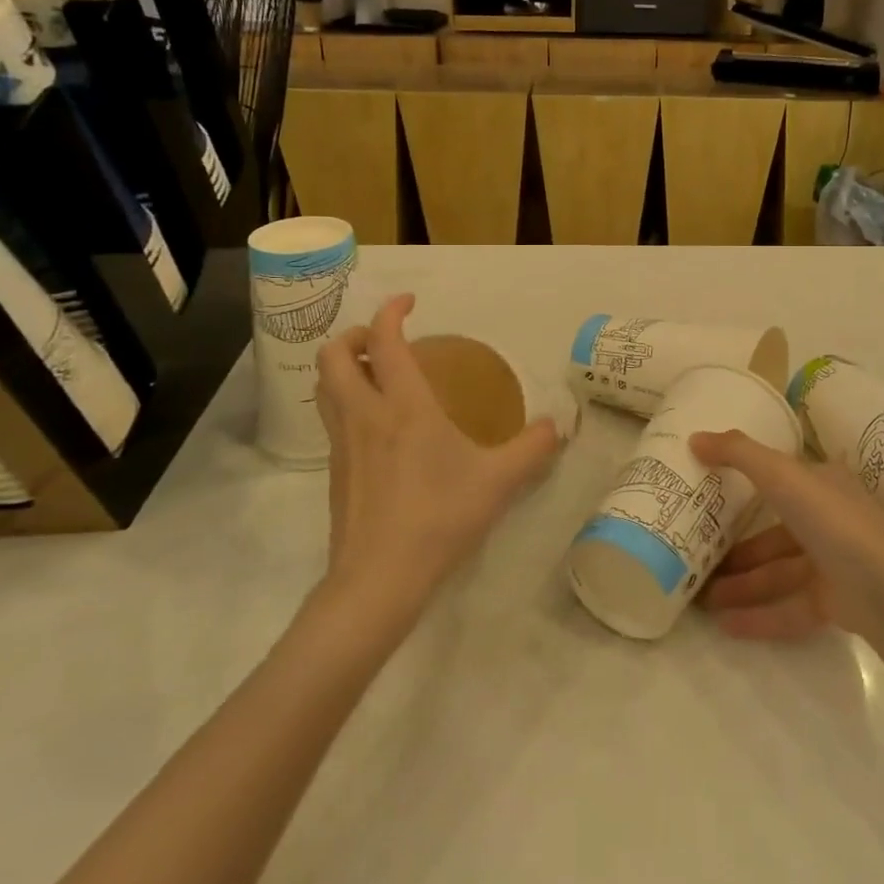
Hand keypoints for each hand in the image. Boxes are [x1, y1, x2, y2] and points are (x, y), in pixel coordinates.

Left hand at [315, 295, 560, 614]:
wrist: (378, 581)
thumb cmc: (439, 518)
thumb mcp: (499, 481)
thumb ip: (533, 447)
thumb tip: (559, 425)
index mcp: (402, 406)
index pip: (383, 339)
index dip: (391, 310)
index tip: (410, 302)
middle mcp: (364, 414)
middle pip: (333, 355)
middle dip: (353, 335)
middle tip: (384, 341)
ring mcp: (342, 444)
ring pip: (324, 387)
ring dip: (343, 367)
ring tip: (378, 375)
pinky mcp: (334, 472)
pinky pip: (332, 419)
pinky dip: (346, 403)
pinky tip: (379, 428)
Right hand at [690, 429, 883, 640]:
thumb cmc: (831, 520)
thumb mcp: (780, 474)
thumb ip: (737, 453)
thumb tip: (694, 437)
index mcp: (823, 484)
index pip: (782, 478)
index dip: (748, 482)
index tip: (710, 493)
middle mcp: (830, 520)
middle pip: (775, 533)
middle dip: (737, 548)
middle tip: (698, 557)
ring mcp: (834, 564)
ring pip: (779, 573)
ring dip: (742, 585)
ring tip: (702, 598)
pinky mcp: (836, 604)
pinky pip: (790, 608)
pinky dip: (759, 616)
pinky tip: (724, 626)